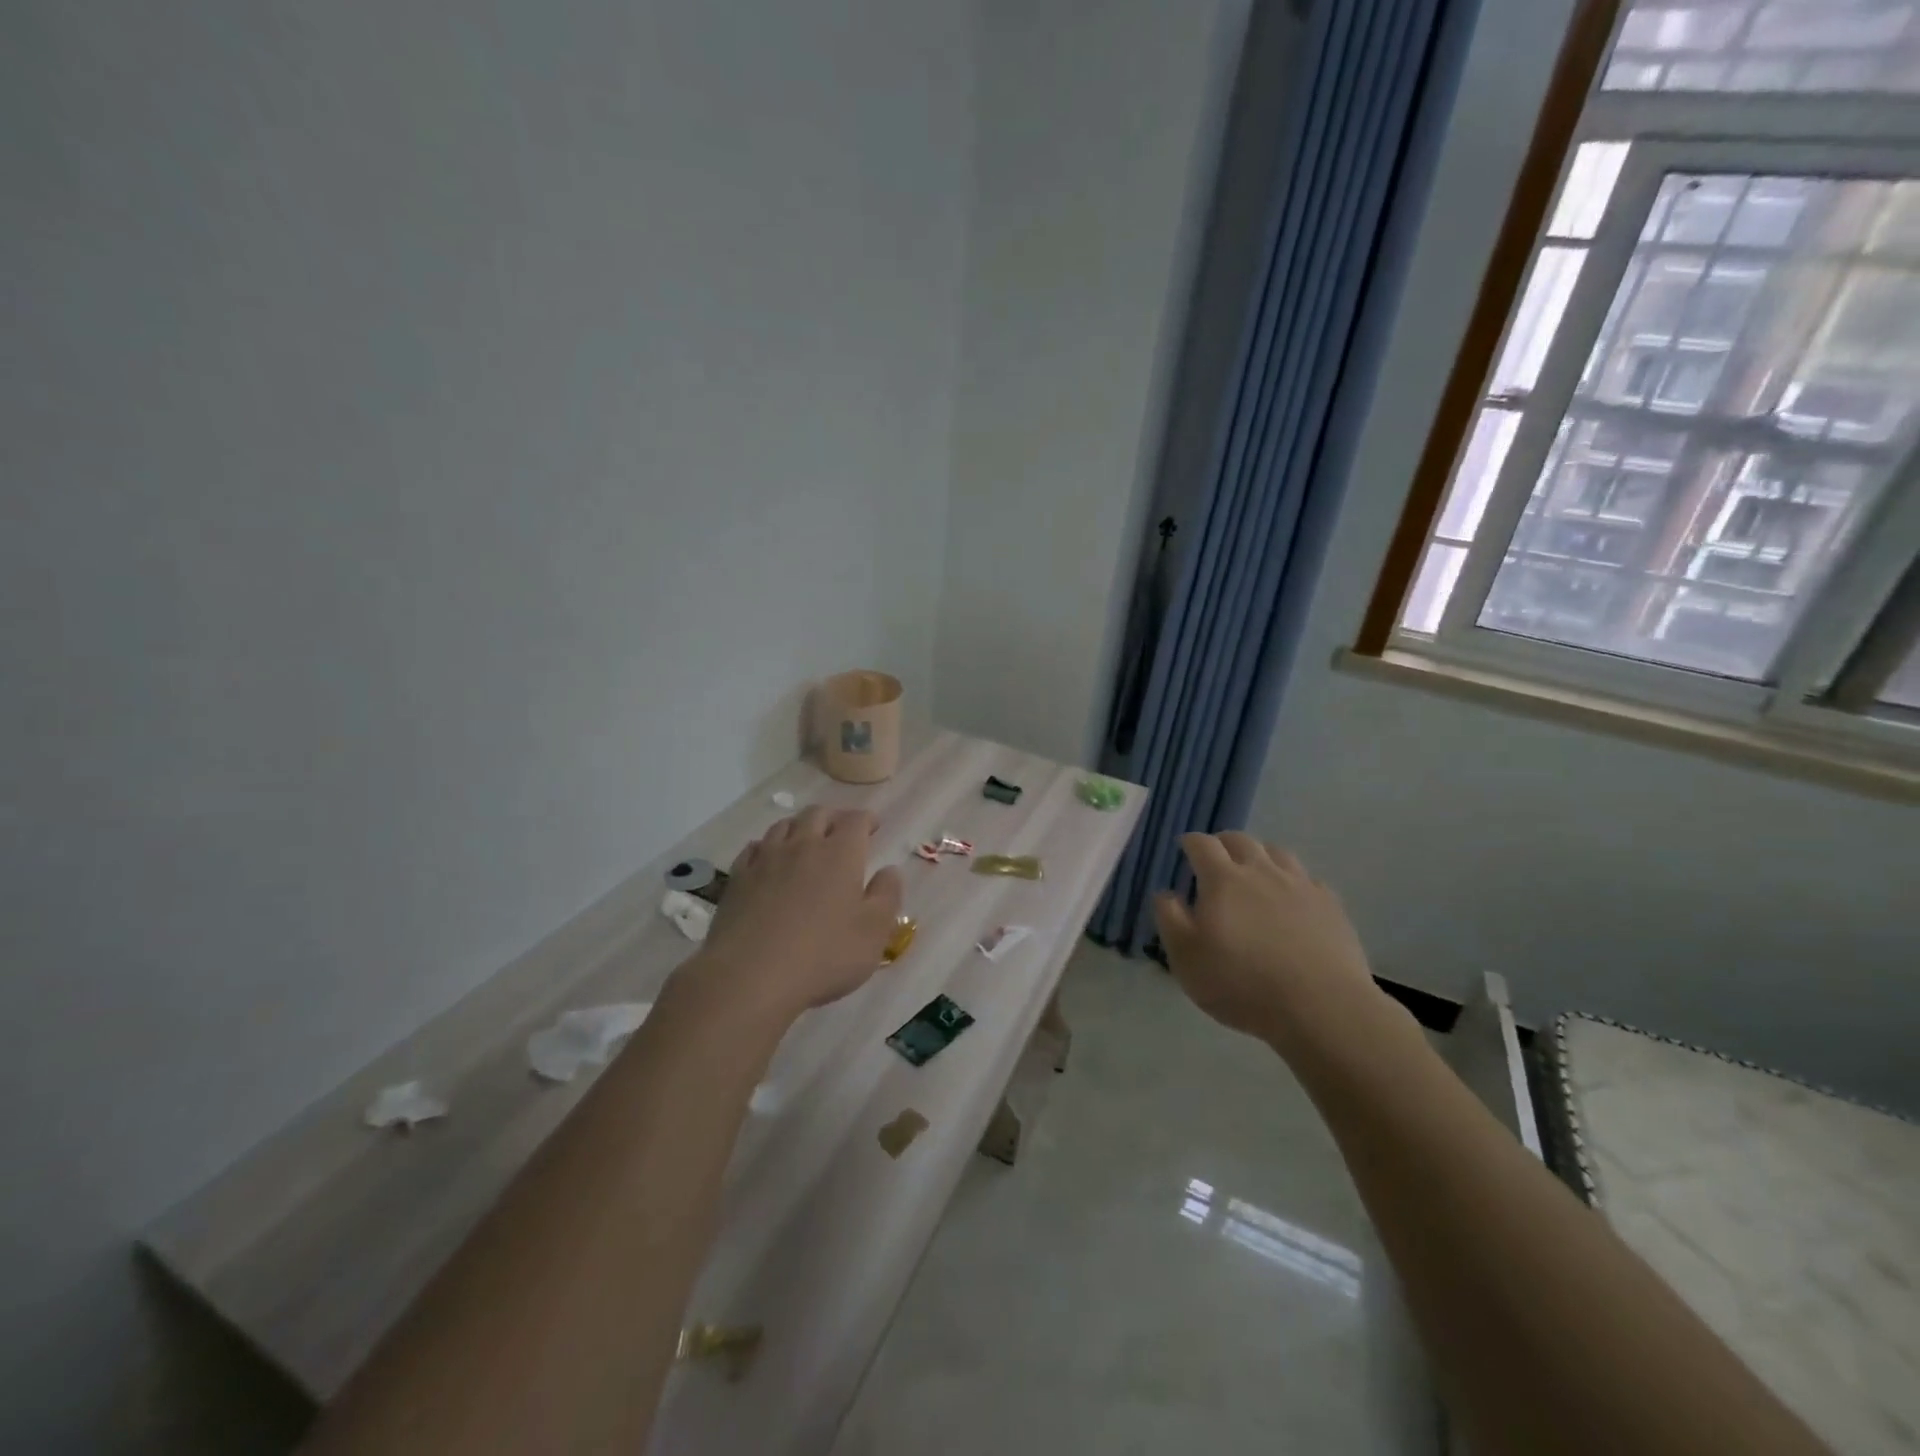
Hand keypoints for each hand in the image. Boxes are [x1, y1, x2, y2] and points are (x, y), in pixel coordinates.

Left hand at [692, 806, 903, 1023]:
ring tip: (806, 839)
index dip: (867, 819)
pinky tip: (768, 858)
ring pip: (783, 825)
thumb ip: (887, 896)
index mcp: (840, 854)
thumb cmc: (823, 955)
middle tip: (842, 830)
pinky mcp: (737, 878)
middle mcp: (802, 846)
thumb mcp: (873, 932)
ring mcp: (766, 860)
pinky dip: (767, 846)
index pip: (855, 820)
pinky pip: (754, 848)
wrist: (749, 976)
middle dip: (834, 817)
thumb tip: (890, 870)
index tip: (874, 826)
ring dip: (800, 826)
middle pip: (817, 814)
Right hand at [1154, 833, 1381, 1053]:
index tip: (1184, 847)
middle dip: (1223, 843)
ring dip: (1260, 855)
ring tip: (1254, 871)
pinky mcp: (1330, 905)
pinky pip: (1308, 879)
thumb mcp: (1186, 958)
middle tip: (1216, 858)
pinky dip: (1293, 881)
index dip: (1190, 842)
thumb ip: (1170, 919)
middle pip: (1240, 840)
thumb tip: (1166, 893)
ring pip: (1277, 853)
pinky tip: (1292, 898)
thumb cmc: (1242, 984)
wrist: (1321, 1008)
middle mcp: (1261, 872)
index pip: (1202, 845)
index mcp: (1223, 880)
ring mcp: (1300, 886)